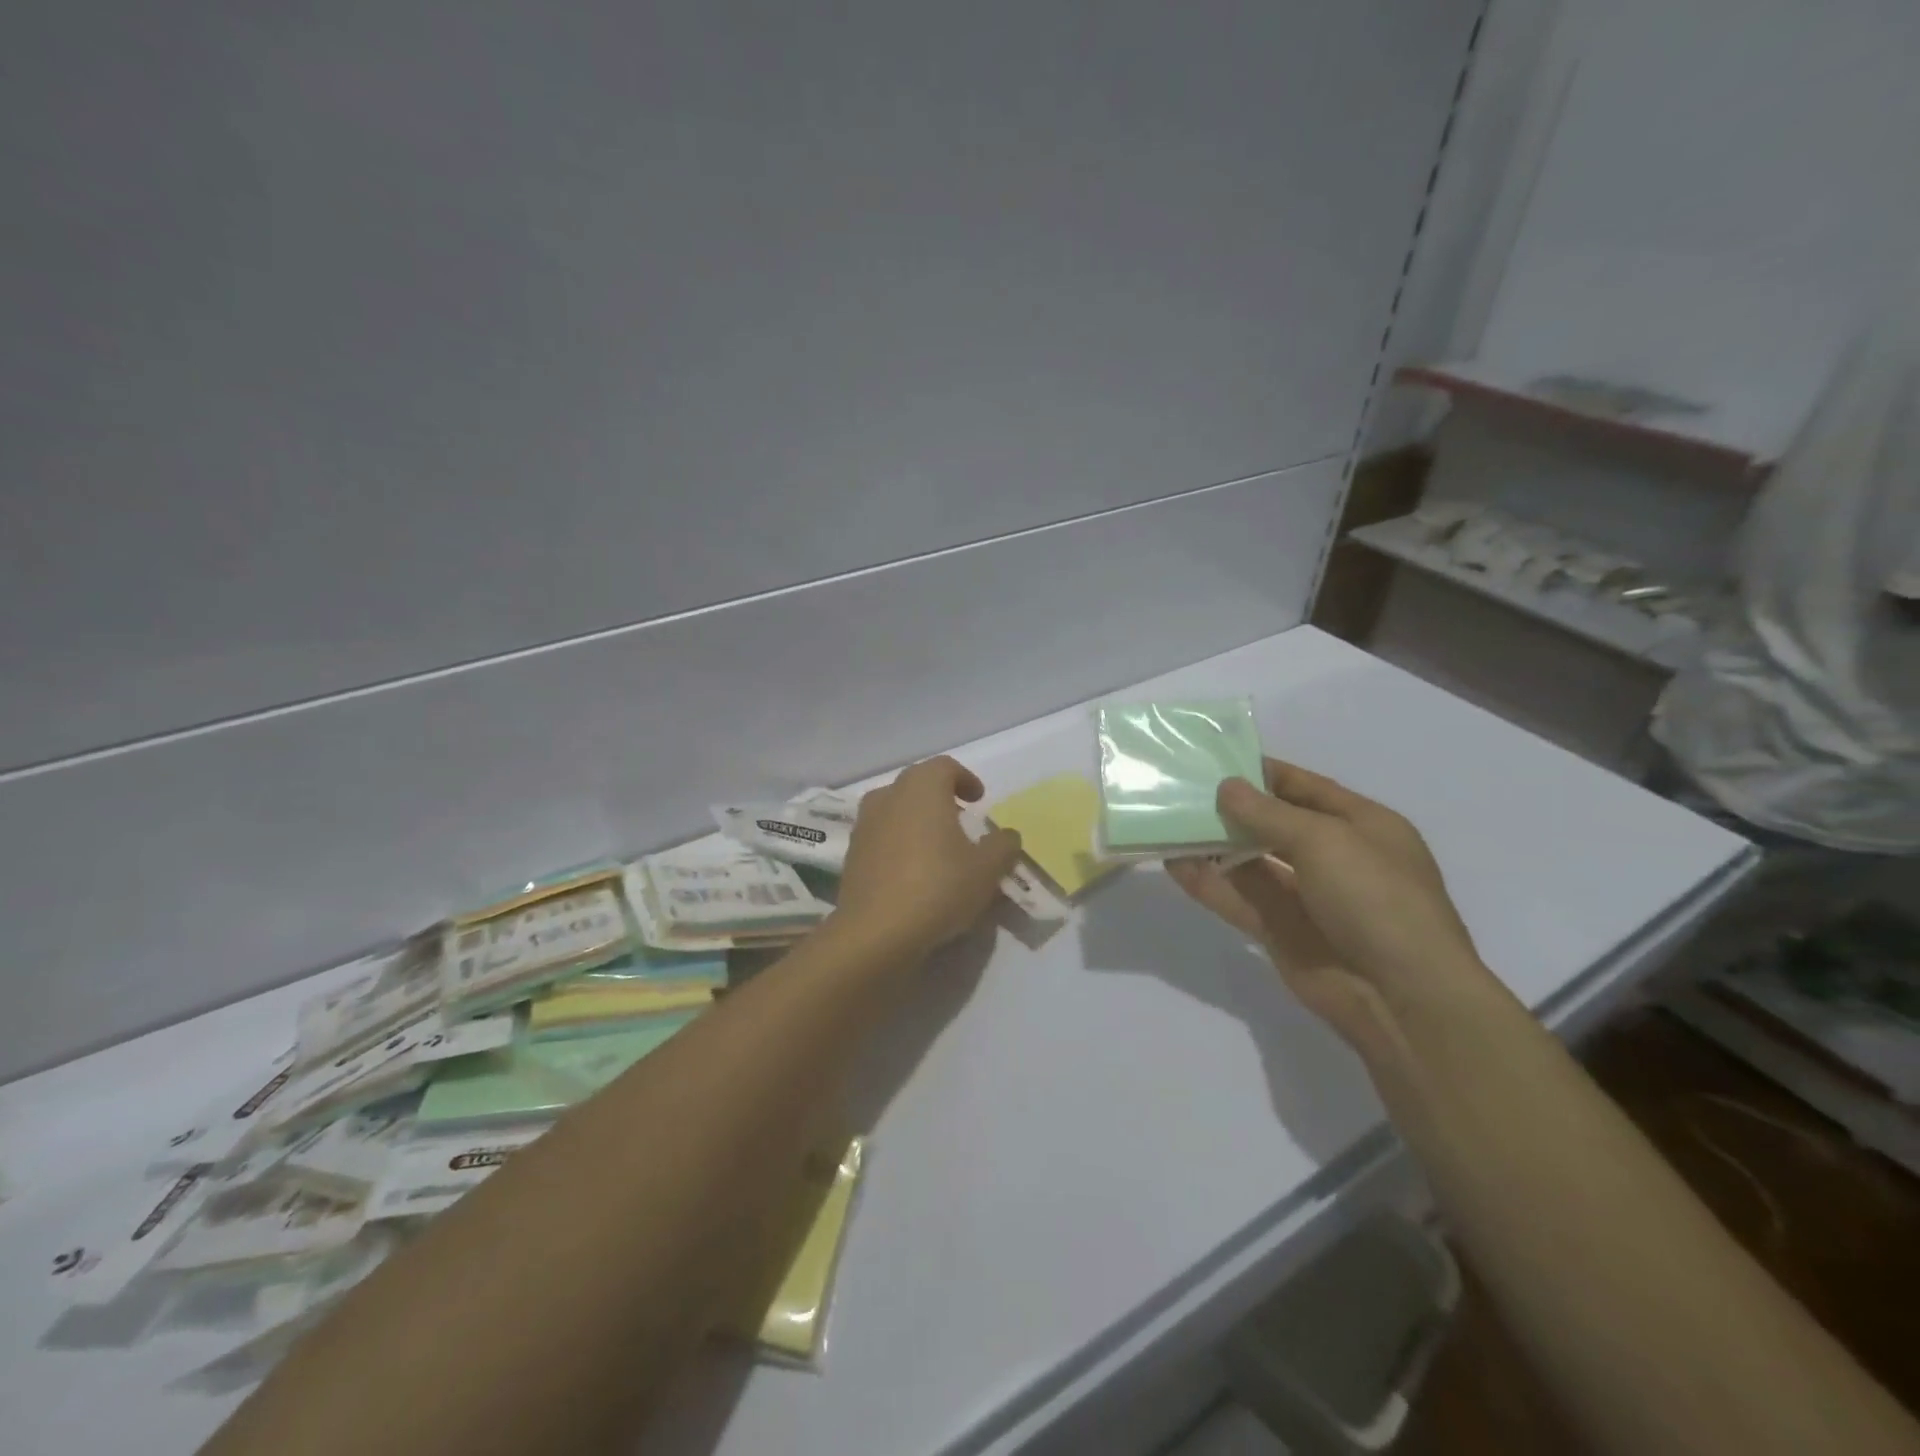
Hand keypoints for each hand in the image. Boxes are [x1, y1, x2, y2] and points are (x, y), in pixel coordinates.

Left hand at [836, 756, 1022, 958]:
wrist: (876, 932)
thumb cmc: (938, 887)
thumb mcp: (987, 869)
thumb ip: (1003, 846)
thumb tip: (1006, 836)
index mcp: (922, 787)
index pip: (944, 766)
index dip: (965, 779)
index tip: (979, 800)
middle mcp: (888, 796)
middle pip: (917, 785)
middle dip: (940, 797)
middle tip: (961, 820)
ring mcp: (864, 824)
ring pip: (896, 810)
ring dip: (917, 820)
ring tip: (938, 847)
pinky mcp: (851, 854)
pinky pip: (882, 837)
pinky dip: (899, 843)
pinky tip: (914, 872)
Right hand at [1167, 758, 1489, 1046]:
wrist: (1400, 996)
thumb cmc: (1375, 898)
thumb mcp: (1325, 840)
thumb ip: (1268, 814)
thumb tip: (1226, 787)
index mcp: (1362, 825)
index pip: (1305, 788)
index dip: (1263, 773)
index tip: (1217, 760)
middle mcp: (1333, 857)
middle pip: (1272, 824)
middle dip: (1231, 808)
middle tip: (1182, 791)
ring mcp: (1305, 896)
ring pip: (1250, 862)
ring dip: (1213, 845)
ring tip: (1169, 823)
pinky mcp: (1280, 931)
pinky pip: (1238, 898)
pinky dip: (1208, 882)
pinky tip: (1175, 865)